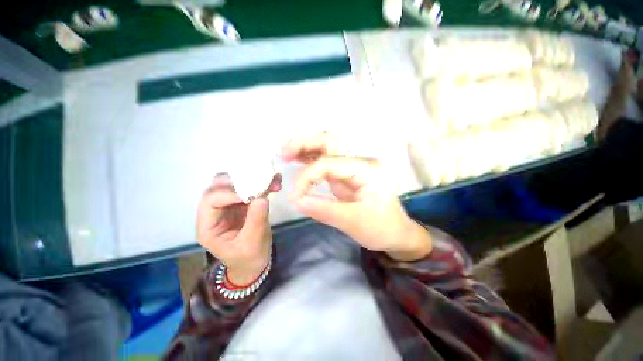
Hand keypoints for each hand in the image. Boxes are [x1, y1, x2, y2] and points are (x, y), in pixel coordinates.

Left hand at [196, 173, 281, 284]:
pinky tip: (275, 183)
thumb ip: (256, 221)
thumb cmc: (249, 257)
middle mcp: (216, 212)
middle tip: (260, 181)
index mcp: (209, 226)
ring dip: (253, 179)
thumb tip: (261, 198)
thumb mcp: (252, 243)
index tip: (251, 194)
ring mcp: (230, 205)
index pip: (211, 201)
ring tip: (272, 181)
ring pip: (235, 183)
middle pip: (219, 186)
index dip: (229, 194)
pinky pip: (250, 188)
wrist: (255, 262)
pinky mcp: (243, 203)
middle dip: (240, 181)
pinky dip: (262, 184)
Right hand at [282, 133, 431, 260]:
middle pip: (330, 142)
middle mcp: (359, 162)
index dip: (307, 176)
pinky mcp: (346, 176)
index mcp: (366, 169)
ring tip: (286, 154)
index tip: (296, 197)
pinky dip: (310, 160)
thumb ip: (325, 210)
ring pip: (326, 149)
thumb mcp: (355, 223)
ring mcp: (352, 168)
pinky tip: (297, 162)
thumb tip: (297, 201)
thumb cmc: (382, 228)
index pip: (329, 163)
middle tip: (284, 153)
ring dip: (306, 148)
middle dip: (305, 144)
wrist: (397, 233)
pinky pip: (325, 162)